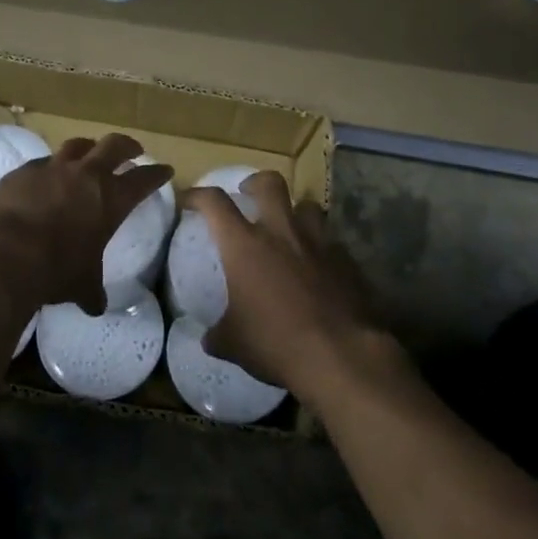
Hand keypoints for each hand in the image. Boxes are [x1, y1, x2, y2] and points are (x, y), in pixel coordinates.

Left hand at [0, 133, 171, 316]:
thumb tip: (96, 306)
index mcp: (111, 199)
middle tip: (133, 150)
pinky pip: (42, 162)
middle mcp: (85, 175)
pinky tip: (46, 177)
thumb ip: (92, 290)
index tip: (165, 170)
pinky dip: (50, 167)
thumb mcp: (82, 284)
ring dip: (88, 148)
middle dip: (127, 146)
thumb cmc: (55, 270)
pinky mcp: (23, 171)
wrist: (5, 254)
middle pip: (114, 146)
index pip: (144, 180)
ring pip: (77, 145)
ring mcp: (52, 168)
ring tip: (90, 153)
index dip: (156, 174)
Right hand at [184, 172, 389, 399]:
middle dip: (256, 182)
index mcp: (245, 245)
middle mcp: (281, 233)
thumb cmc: (277, 343)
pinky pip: (331, 243)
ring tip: (290, 229)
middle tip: (249, 194)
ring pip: (308, 206)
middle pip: (270, 183)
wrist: (341, 355)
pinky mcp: (347, 261)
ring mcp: (318, 243)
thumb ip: (218, 335)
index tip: (190, 200)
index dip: (199, 195)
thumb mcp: (235, 344)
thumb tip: (209, 339)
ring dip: (295, 212)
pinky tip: (319, 269)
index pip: (215, 202)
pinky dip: (322, 249)